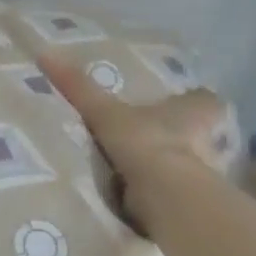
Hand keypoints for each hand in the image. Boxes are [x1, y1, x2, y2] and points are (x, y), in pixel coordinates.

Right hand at [39, 53, 230, 235]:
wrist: (164, 196)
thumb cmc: (146, 141)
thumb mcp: (105, 111)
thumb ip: (79, 87)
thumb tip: (44, 54)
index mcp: (197, 109)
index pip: (203, 98)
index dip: (190, 99)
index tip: (172, 101)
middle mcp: (210, 139)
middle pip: (199, 132)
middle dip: (178, 133)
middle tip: (148, 132)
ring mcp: (205, 172)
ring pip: (189, 162)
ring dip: (169, 164)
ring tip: (137, 164)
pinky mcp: (192, 202)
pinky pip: (175, 191)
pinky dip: (160, 192)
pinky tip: (137, 193)